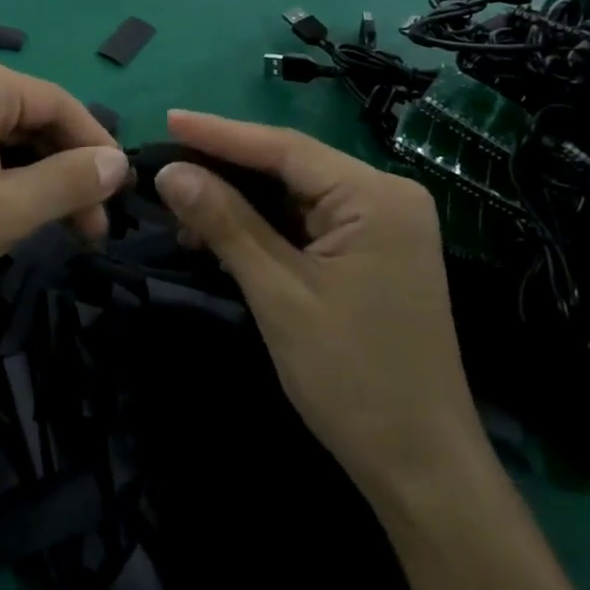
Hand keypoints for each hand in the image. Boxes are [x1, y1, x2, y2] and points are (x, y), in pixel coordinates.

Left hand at [0, 54, 128, 321]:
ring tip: (53, 228)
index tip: (120, 197)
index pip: (58, 103)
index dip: (96, 148)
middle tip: (87, 229)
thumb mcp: (3, 211)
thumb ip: (68, 182)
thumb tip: (118, 163)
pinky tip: (7, 212)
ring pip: (1, 134)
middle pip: (29, 117)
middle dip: (64, 170)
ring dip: (33, 178)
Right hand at [153, 111, 485, 497]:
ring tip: (181, 204)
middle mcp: (385, 197)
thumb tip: (169, 171)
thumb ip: (224, 222)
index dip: (219, 133)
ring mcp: (382, 226)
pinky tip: (220, 233)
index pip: (284, 148)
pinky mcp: (372, 253)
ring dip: (239, 200)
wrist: (423, 471)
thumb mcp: (278, 293)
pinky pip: (306, 221)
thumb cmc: (353, 379)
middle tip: (165, 161)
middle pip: (290, 166)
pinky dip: (262, 226)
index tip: (167, 118)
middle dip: (226, 167)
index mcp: (376, 197)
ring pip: (294, 193)